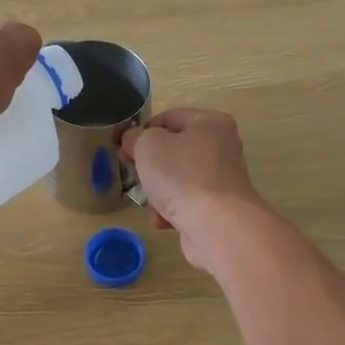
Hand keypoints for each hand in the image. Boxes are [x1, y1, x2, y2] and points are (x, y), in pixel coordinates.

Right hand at [121, 108, 264, 272]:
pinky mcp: (219, 207)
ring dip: (158, 190)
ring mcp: (221, 179)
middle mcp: (221, 147)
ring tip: (150, 202)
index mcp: (210, 122)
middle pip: (173, 150)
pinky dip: (172, 210)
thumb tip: (132, 139)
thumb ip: (135, 137)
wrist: (216, 226)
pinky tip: (162, 220)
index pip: (168, 118)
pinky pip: (187, 202)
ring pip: (178, 178)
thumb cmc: (182, 176)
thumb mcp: (148, 145)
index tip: (123, 150)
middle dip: (150, 165)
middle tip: (133, 175)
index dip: (142, 132)